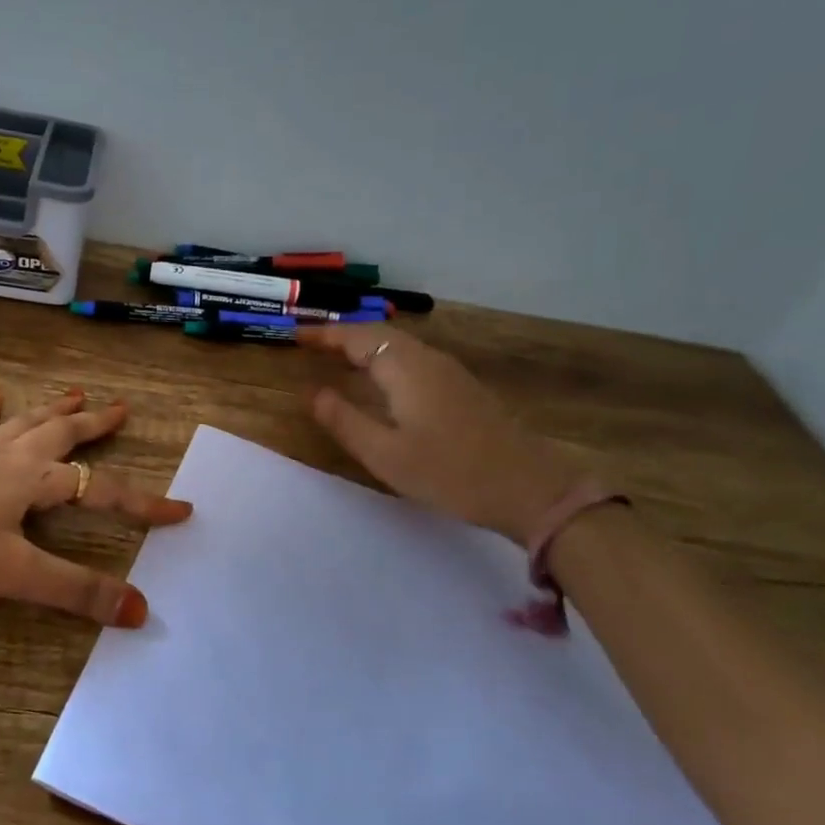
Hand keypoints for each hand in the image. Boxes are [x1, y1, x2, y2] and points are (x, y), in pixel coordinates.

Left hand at [0, 386, 190, 626]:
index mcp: (33, 481)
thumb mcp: (16, 575)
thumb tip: (140, 610)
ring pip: (21, 424)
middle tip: (121, 410)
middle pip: (62, 436)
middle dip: (95, 426)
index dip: (143, 503)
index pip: (101, 492)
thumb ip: (77, 592)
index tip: (181, 510)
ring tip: (76, 393)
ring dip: (51, 411)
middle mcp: (8, 458)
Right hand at [300, 324, 579, 544]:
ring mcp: (449, 372)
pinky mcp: (462, 388)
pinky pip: (413, 358)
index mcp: (405, 368)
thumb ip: (343, 420)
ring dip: (365, 344)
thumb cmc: (449, 473)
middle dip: (342, 335)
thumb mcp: (385, 454)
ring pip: (398, 344)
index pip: (356, 337)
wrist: (529, 490)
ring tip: (337, 357)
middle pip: (378, 334)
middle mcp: (427, 359)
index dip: (324, 335)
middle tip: (311, 344)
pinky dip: (385, 358)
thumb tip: (311, 392)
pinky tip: (381, 379)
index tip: (295, 334)